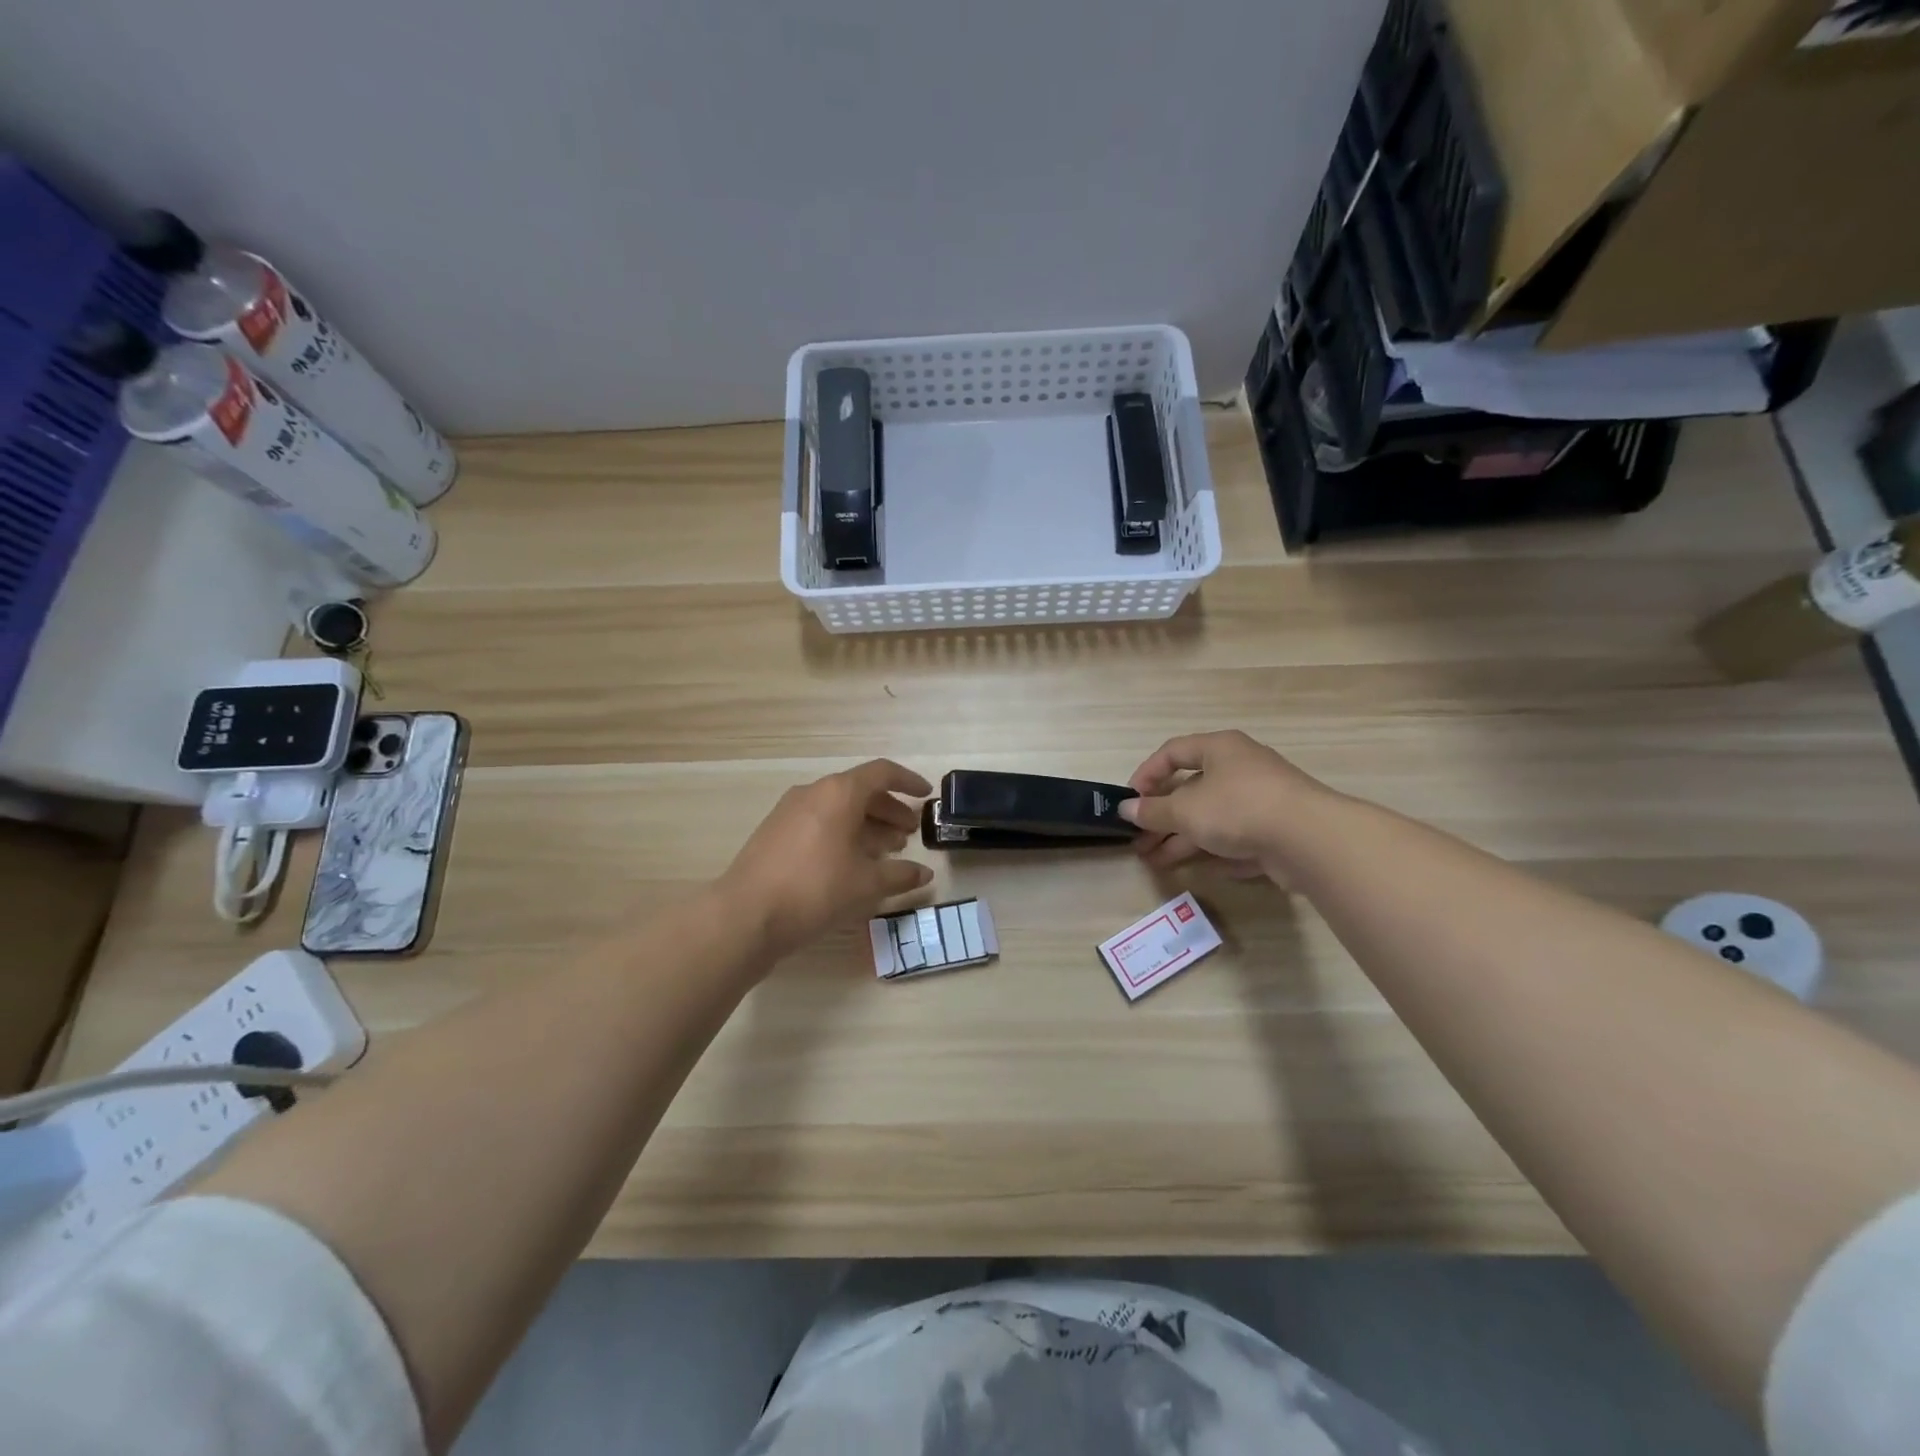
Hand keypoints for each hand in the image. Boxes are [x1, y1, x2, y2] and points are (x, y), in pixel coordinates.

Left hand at [720, 760, 934, 960]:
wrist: (746, 915)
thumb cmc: (815, 889)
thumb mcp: (866, 884)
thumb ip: (900, 874)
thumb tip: (924, 874)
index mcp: (839, 793)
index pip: (882, 773)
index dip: (908, 782)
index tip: (926, 795)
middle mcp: (813, 793)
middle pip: (859, 791)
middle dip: (888, 809)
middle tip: (908, 833)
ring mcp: (789, 811)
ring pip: (838, 808)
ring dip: (866, 824)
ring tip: (885, 851)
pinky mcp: (775, 833)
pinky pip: (819, 822)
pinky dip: (842, 834)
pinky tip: (851, 863)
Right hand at [1121, 731, 1327, 880]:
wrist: (1310, 839)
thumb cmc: (1238, 808)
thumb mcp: (1185, 810)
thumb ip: (1154, 811)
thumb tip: (1126, 809)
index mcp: (1219, 749)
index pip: (1173, 752)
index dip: (1147, 774)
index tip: (1130, 800)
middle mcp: (1241, 768)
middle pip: (1192, 790)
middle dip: (1162, 818)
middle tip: (1138, 841)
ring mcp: (1262, 801)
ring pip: (1213, 818)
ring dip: (1182, 840)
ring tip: (1155, 862)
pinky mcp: (1277, 832)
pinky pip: (1237, 839)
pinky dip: (1215, 853)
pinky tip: (1195, 871)